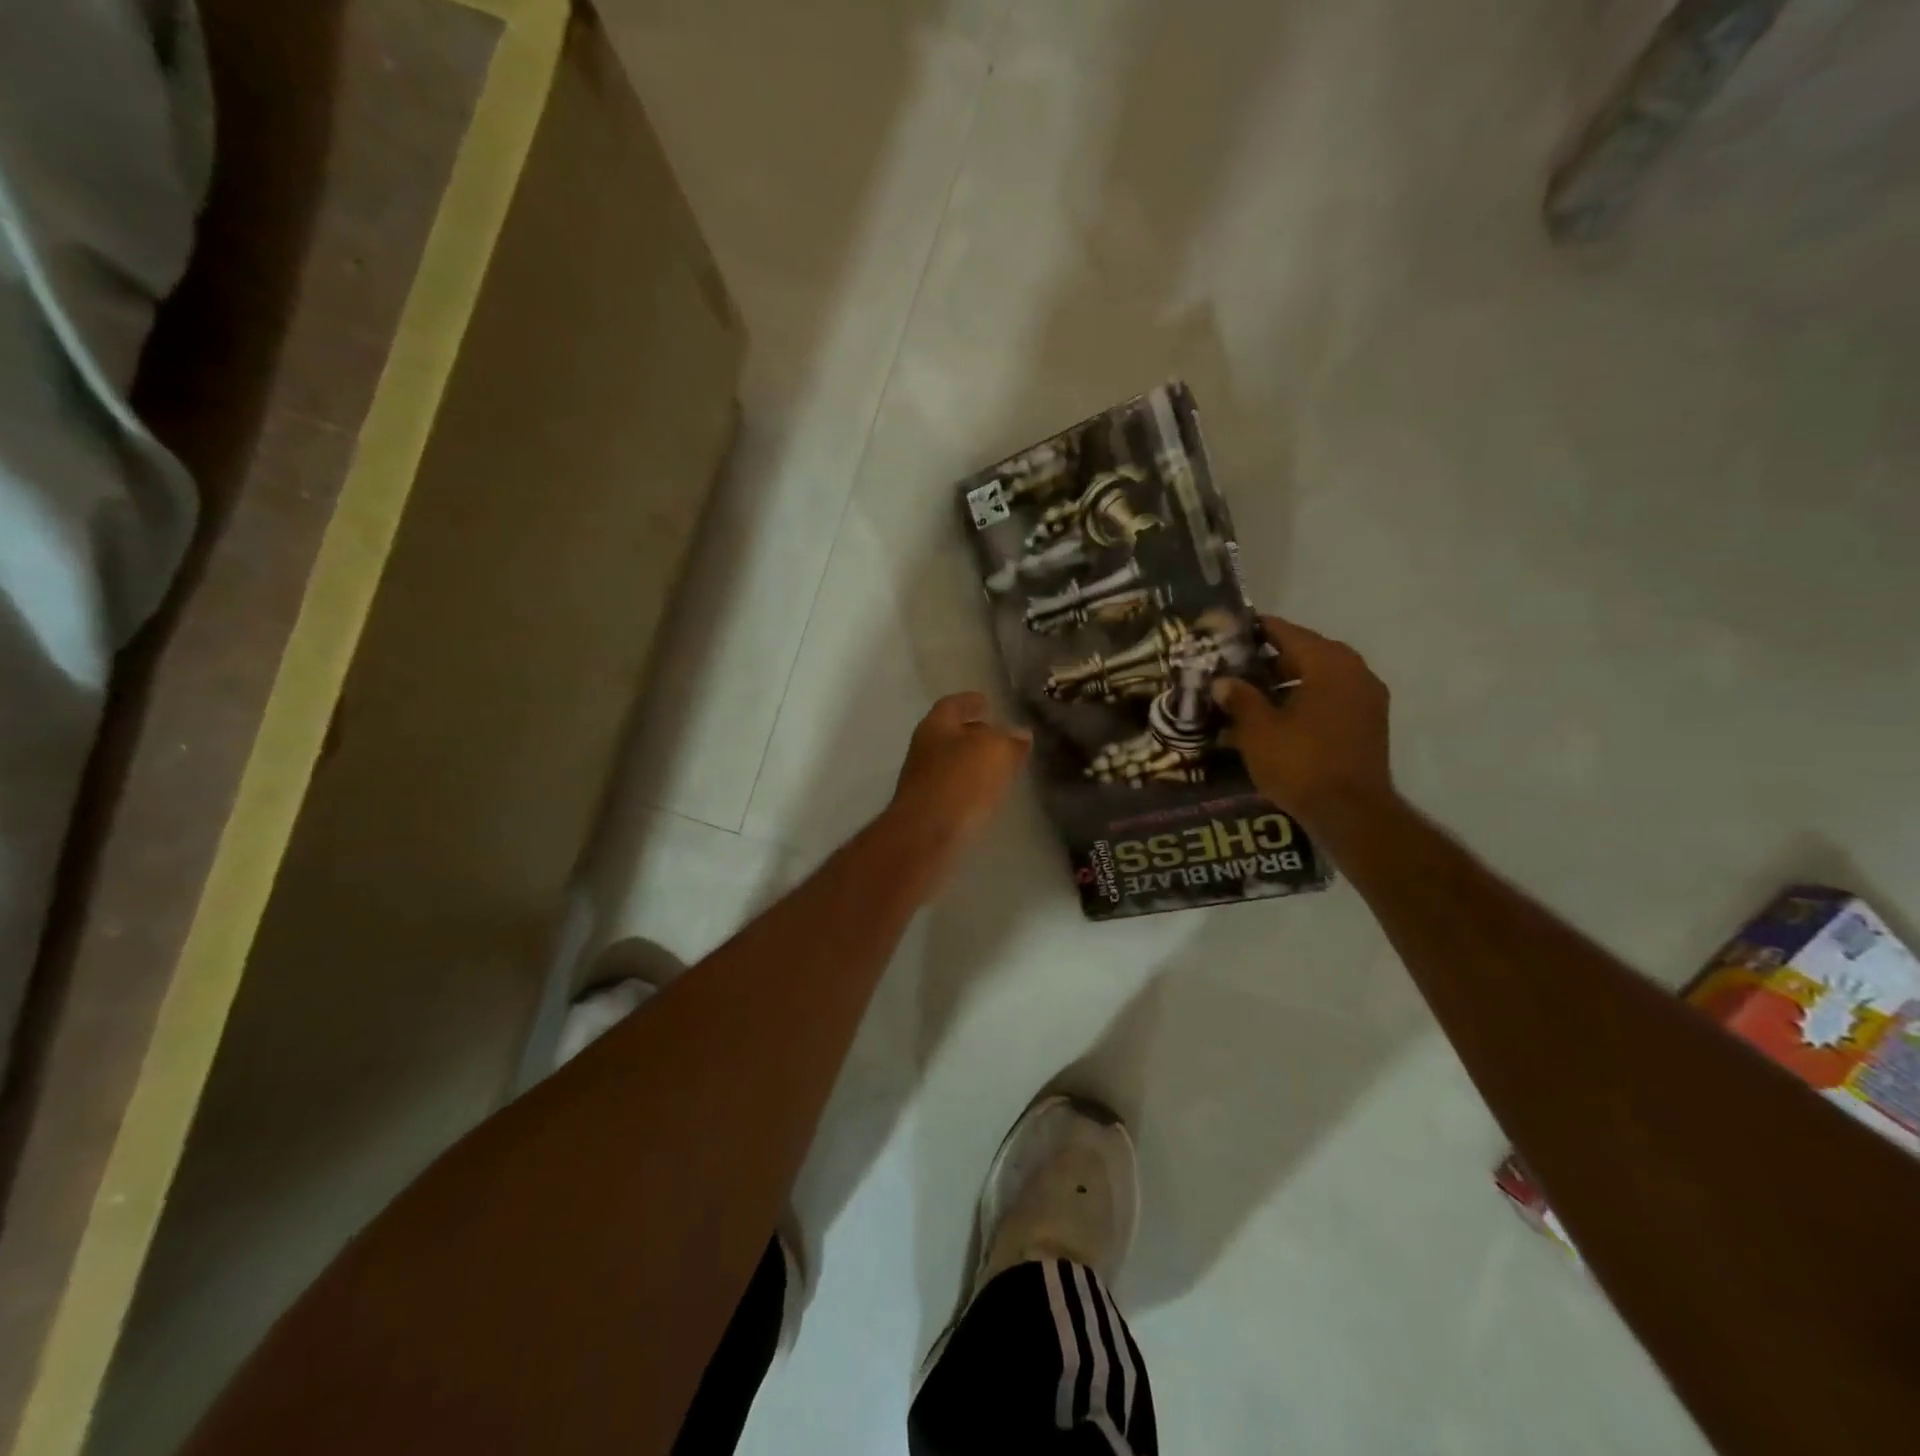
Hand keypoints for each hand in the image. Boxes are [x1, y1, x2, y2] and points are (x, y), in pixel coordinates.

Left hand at [884, 692, 1030, 883]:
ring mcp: (924, 781)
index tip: (987, 701)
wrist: (926, 837)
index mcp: (935, 726)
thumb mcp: (995, 751)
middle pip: (951, 734)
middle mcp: (924, 749)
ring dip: (975, 762)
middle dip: (975, 732)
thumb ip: (1010, 740)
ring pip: (953, 763)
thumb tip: (1021, 735)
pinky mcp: (930, 810)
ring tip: (1002, 765)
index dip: (970, 701)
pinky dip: (972, 786)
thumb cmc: (960, 782)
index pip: (953, 704)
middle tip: (1001, 735)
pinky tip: (989, 794)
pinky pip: (955, 789)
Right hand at [1212, 616, 1393, 830]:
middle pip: (1304, 652)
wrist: (1351, 813)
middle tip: (1232, 669)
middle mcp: (1354, 671)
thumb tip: (1223, 681)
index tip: (1226, 634)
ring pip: (1317, 677)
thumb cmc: (1300, 763)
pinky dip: (1303, 701)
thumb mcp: (1258, 730)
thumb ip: (1239, 698)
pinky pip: (1329, 699)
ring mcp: (1366, 699)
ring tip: (1248, 697)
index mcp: (1328, 663)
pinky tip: (1275, 719)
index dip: (1253, 631)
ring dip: (1285, 683)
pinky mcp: (1367, 724)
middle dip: (1267, 660)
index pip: (1285, 632)